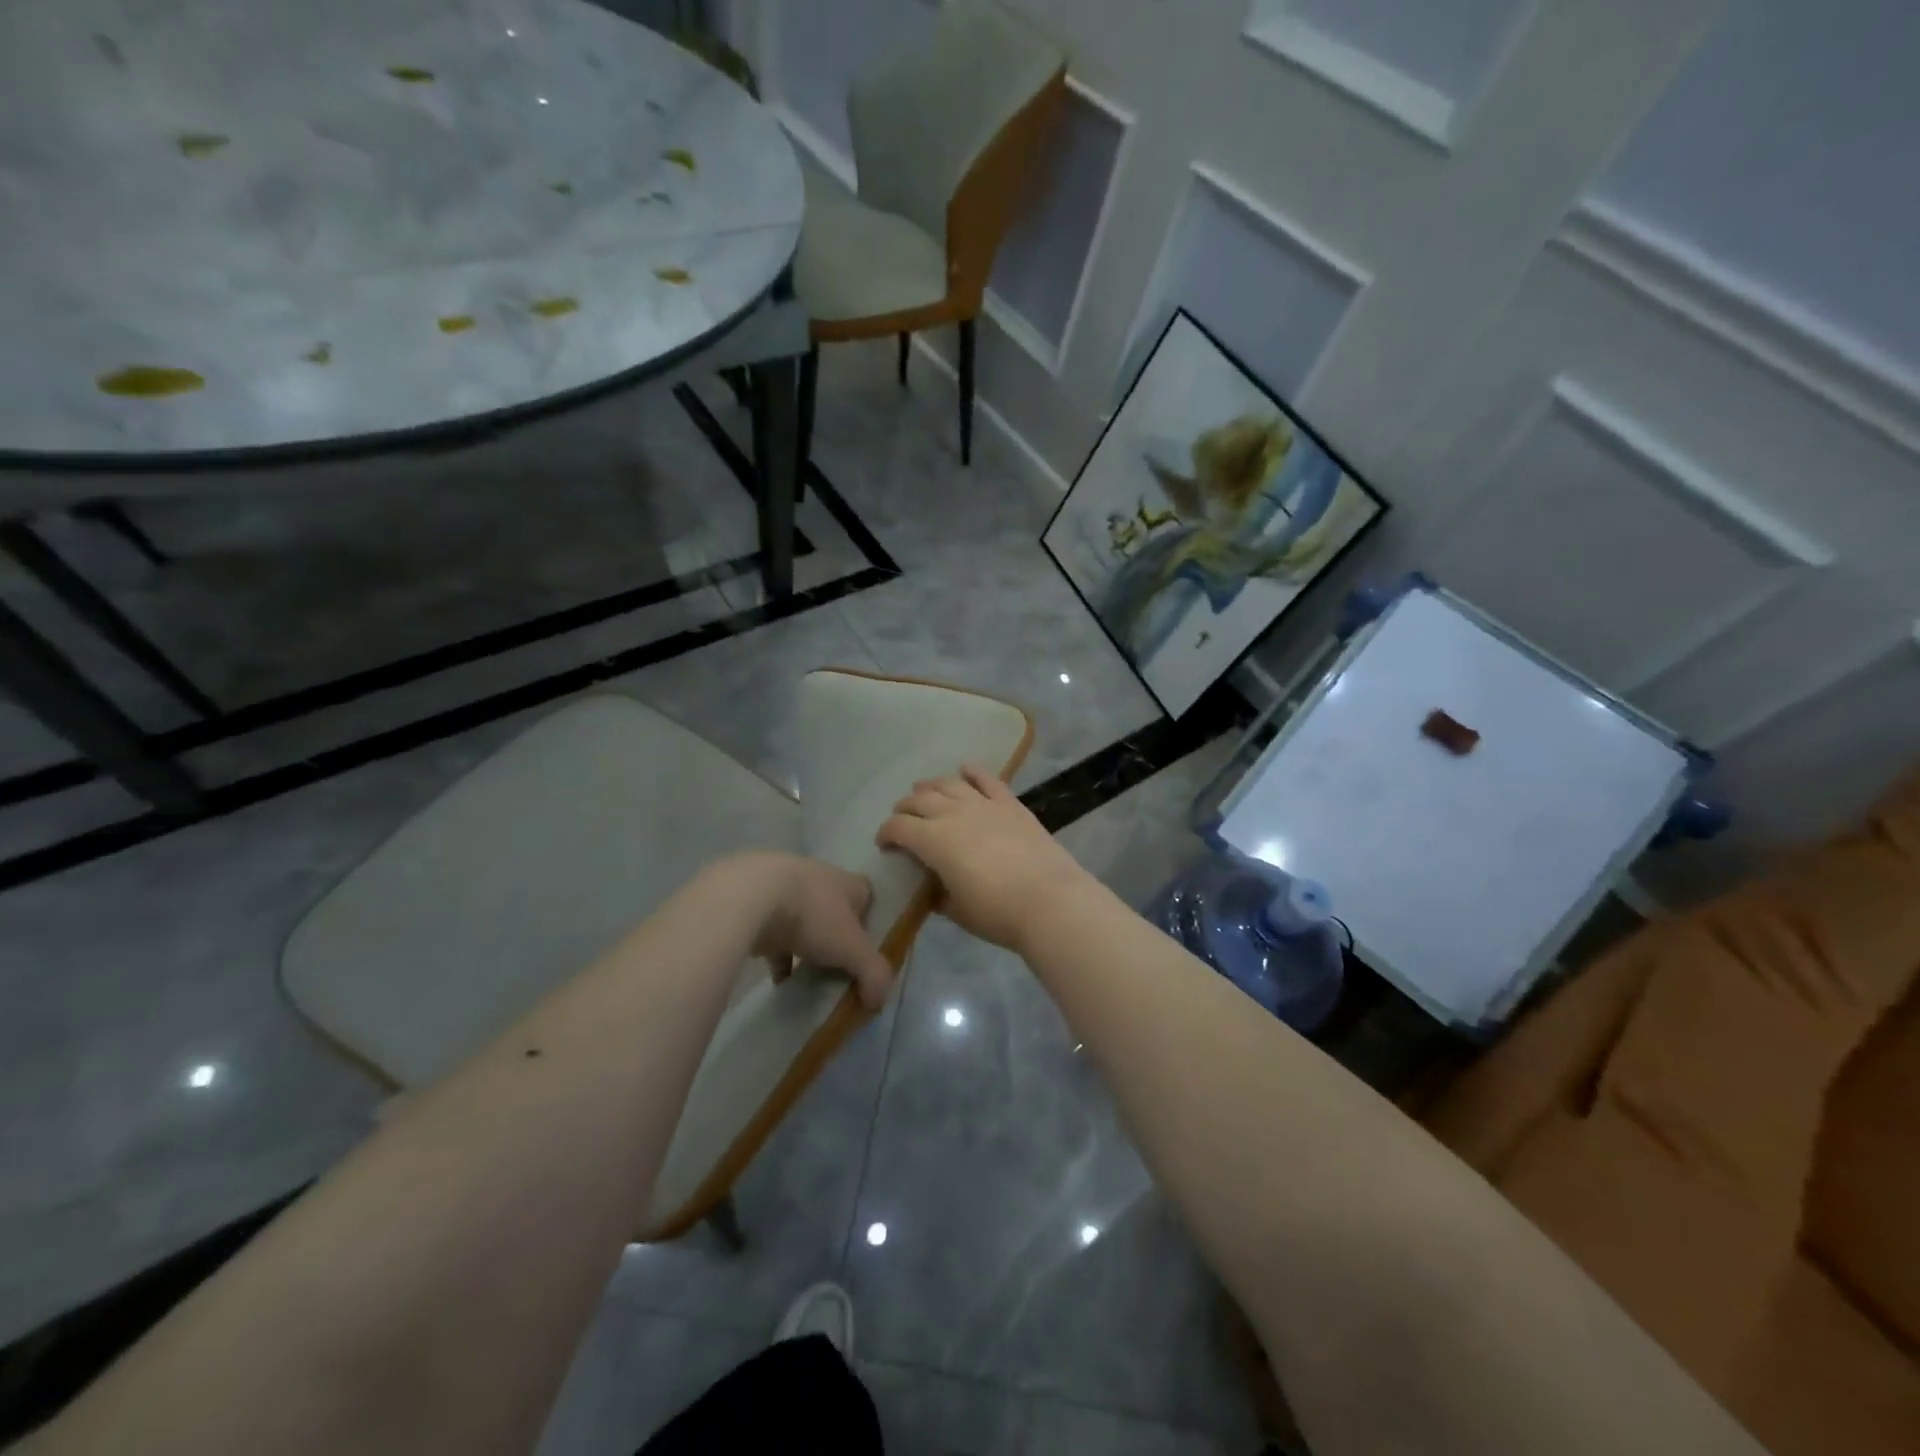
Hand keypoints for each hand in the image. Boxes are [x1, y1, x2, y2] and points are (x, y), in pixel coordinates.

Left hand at [734, 853, 895, 1009]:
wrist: (749, 898)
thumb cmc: (812, 915)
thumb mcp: (852, 948)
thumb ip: (873, 974)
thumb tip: (879, 1001)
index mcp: (848, 883)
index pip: (868, 896)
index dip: (872, 922)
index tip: (869, 950)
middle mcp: (819, 881)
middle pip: (836, 912)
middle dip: (838, 939)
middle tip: (842, 970)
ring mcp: (786, 891)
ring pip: (804, 924)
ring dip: (808, 949)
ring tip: (811, 979)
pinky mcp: (758, 908)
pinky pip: (775, 938)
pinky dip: (779, 960)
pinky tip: (780, 983)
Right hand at [876, 765, 1091, 951]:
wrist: (1050, 901)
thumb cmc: (997, 913)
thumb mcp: (957, 911)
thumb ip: (939, 896)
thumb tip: (933, 890)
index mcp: (933, 840)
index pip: (898, 827)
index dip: (885, 833)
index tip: (884, 844)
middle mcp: (953, 813)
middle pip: (919, 800)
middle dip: (905, 808)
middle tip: (902, 819)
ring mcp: (984, 804)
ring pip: (949, 783)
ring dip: (931, 786)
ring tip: (925, 792)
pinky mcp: (1010, 804)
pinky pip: (987, 779)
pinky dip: (972, 772)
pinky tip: (965, 770)